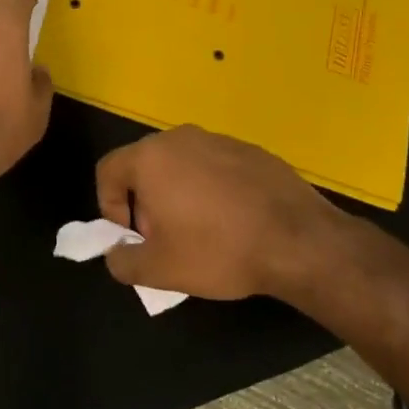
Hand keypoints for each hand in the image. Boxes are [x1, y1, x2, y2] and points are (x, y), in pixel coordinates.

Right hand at [94, 125, 345, 299]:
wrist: (301, 242)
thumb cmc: (218, 250)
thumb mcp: (158, 270)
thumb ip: (121, 262)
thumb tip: (117, 254)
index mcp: (151, 158)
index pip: (108, 170)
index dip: (108, 206)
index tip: (130, 236)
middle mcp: (182, 138)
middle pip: (144, 166)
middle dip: (143, 203)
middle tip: (162, 238)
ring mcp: (221, 140)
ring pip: (182, 166)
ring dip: (177, 196)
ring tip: (199, 233)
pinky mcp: (253, 151)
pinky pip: (216, 168)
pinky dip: (211, 191)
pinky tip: (233, 223)